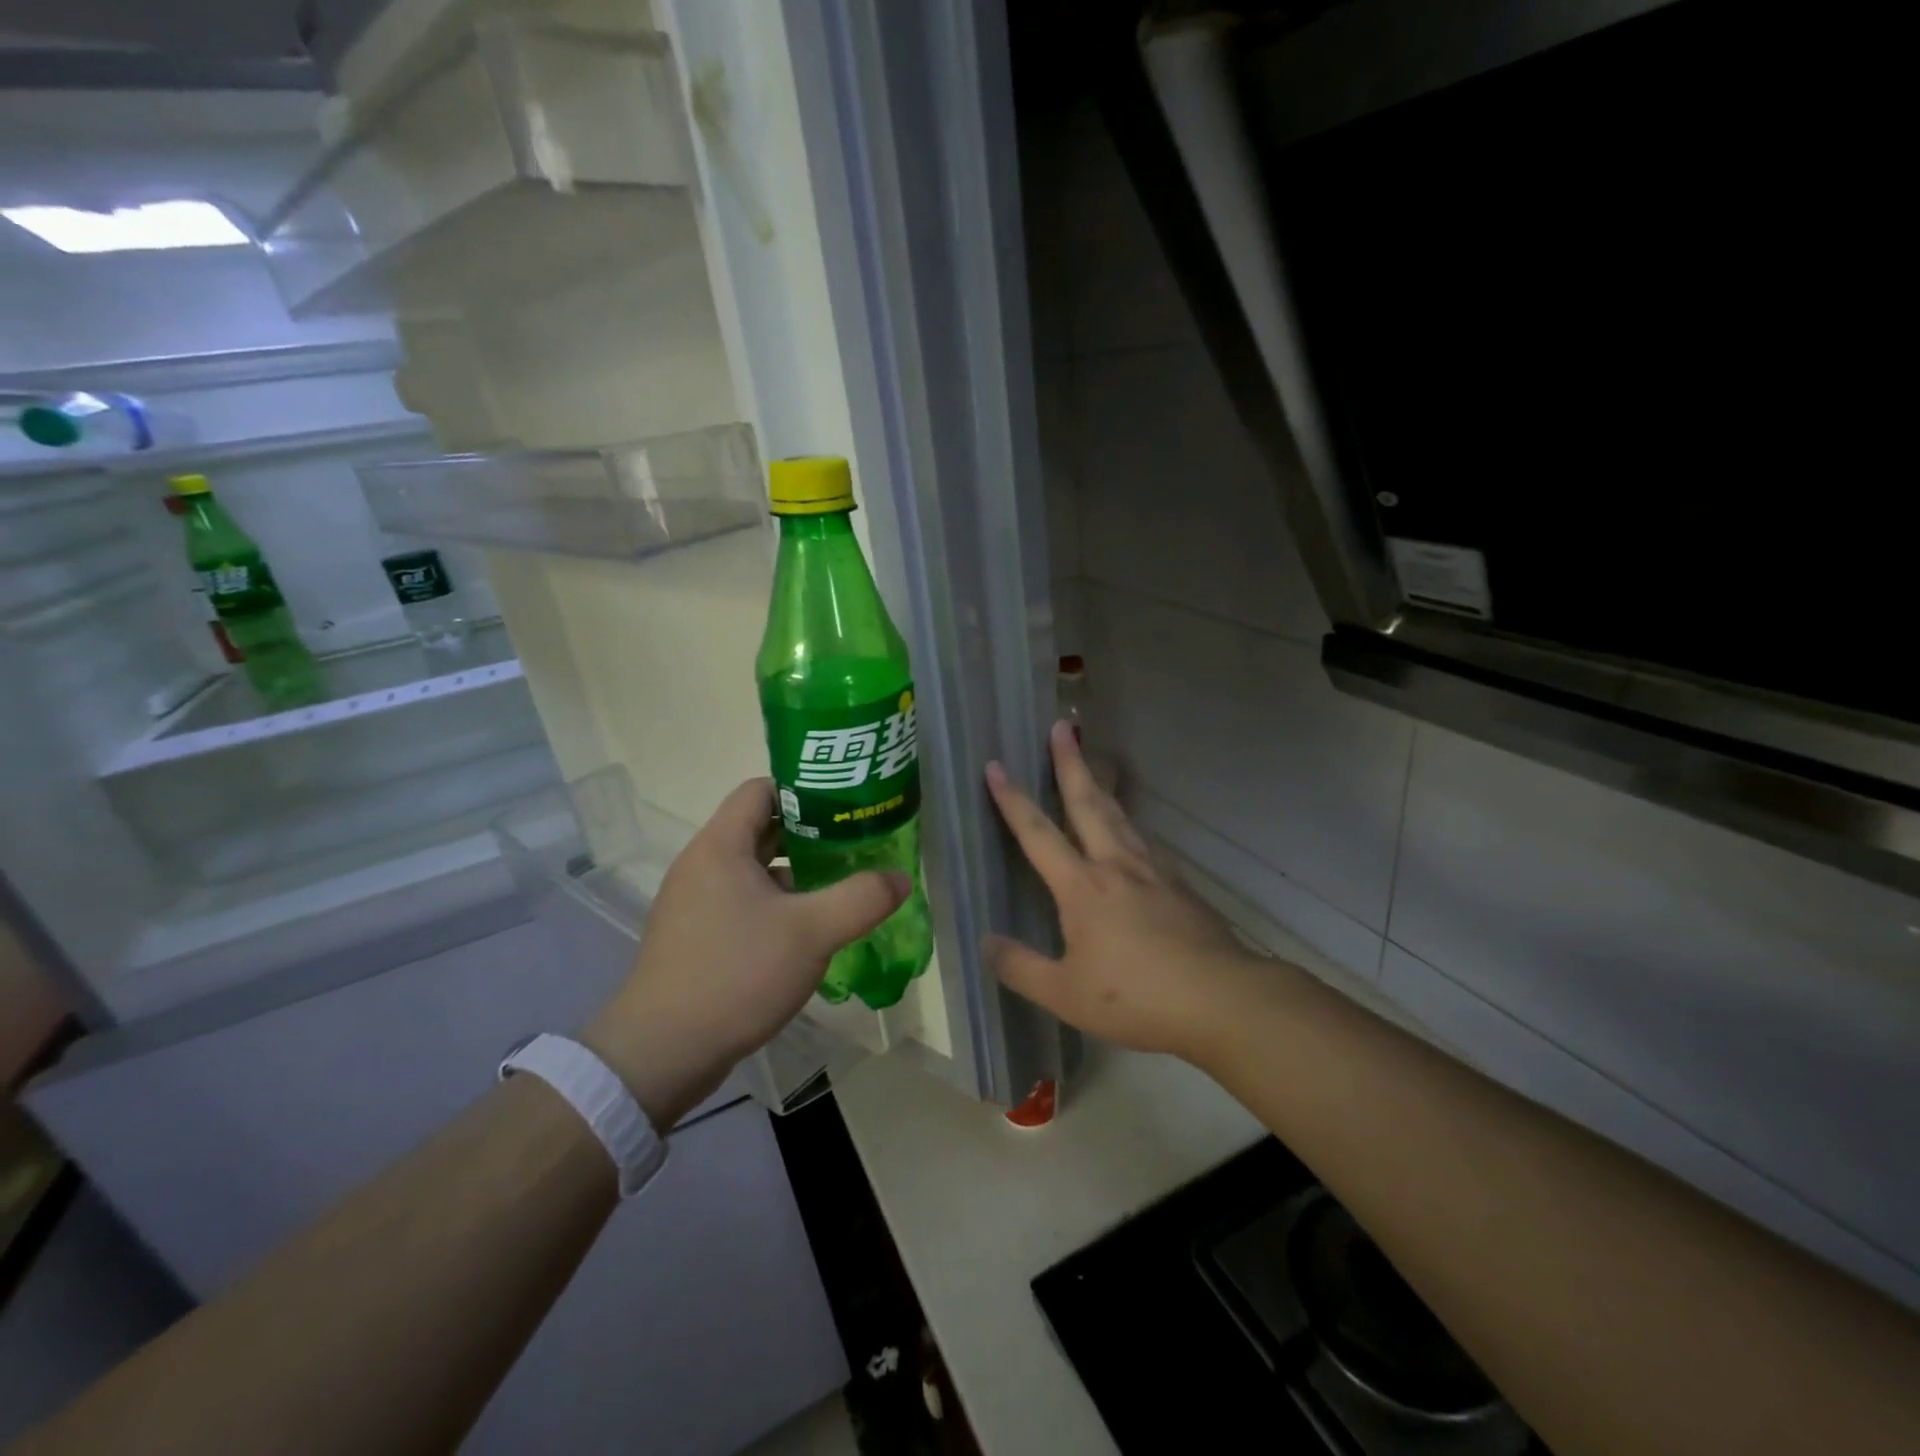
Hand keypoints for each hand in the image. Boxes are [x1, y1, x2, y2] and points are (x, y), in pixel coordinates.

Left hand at [584, 778, 909, 1128]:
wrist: (661, 1053)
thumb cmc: (735, 974)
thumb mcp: (811, 933)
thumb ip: (861, 898)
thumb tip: (900, 878)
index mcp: (721, 846)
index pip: (762, 789)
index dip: (805, 791)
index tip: (846, 807)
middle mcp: (702, 864)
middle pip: (762, 828)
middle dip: (811, 834)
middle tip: (856, 845)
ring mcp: (695, 902)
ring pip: (755, 870)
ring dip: (796, 873)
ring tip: (841, 886)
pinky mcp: (696, 936)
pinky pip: (743, 902)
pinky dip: (777, 905)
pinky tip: (808, 931)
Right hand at [985, 723, 1262, 1061]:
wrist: (1222, 999)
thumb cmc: (1137, 996)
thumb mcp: (1065, 994)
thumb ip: (1020, 967)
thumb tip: (986, 942)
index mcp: (1082, 886)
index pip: (1037, 833)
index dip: (1012, 799)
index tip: (996, 765)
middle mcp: (1116, 864)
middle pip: (1087, 802)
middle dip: (1069, 763)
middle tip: (1061, 727)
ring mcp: (1153, 870)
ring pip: (1120, 815)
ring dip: (1100, 785)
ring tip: (1092, 764)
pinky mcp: (1179, 883)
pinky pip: (1144, 840)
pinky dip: (1129, 822)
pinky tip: (1132, 832)